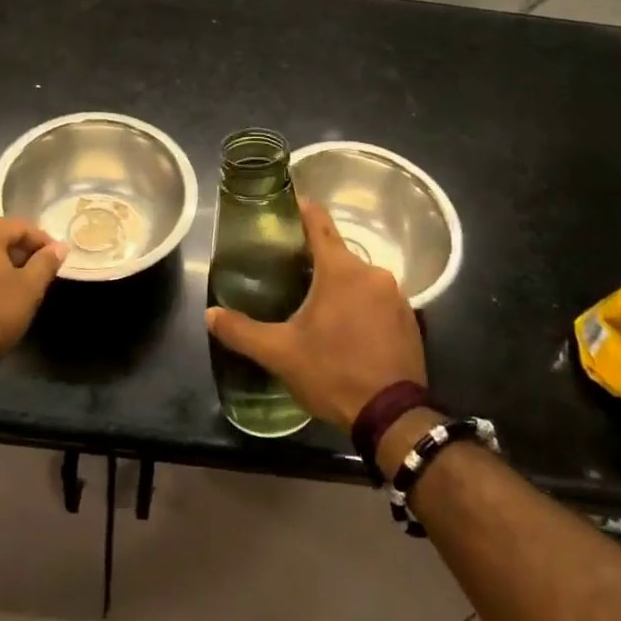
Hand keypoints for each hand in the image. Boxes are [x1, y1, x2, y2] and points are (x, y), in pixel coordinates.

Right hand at [205, 200, 425, 427]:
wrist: (393, 417)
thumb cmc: (333, 373)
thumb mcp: (281, 353)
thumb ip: (242, 330)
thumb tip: (209, 315)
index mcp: (341, 270)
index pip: (320, 223)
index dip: (302, 210)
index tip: (288, 204)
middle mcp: (373, 272)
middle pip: (338, 254)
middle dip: (315, 260)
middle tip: (290, 272)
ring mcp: (396, 295)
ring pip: (359, 278)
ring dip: (340, 286)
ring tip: (317, 304)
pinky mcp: (410, 318)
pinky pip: (378, 300)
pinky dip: (361, 305)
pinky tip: (348, 328)